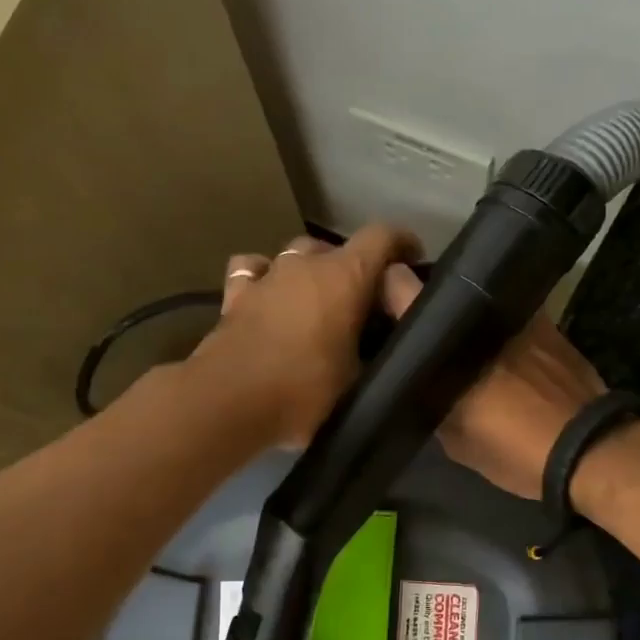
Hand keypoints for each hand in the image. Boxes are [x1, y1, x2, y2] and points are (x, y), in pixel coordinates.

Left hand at [198, 226, 419, 444]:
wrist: (228, 402)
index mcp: (345, 277)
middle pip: (337, 249)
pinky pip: (255, 270)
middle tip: (362, 303)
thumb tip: (385, 354)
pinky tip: (269, 296)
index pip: (383, 237)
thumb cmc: (303, 392)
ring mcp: (267, 275)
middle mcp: (305, 264)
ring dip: (311, 271)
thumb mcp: (358, 383)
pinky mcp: (235, 295)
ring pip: (296, 254)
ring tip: (317, 301)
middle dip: (354, 269)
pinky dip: (266, 278)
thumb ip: (377, 358)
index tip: (412, 260)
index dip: (402, 244)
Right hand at [380, 267, 605, 499]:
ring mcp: (519, 312)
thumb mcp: (455, 438)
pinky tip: (498, 352)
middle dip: (429, 306)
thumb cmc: (514, 447)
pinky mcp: (549, 323)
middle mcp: (483, 312)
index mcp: (451, 337)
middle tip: (421, 329)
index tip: (379, 304)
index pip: (400, 287)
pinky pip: (511, 316)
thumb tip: (419, 386)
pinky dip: (499, 328)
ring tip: (460, 341)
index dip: (386, 290)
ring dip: (467, 318)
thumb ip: (431, 402)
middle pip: (443, 291)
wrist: (589, 449)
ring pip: (479, 304)